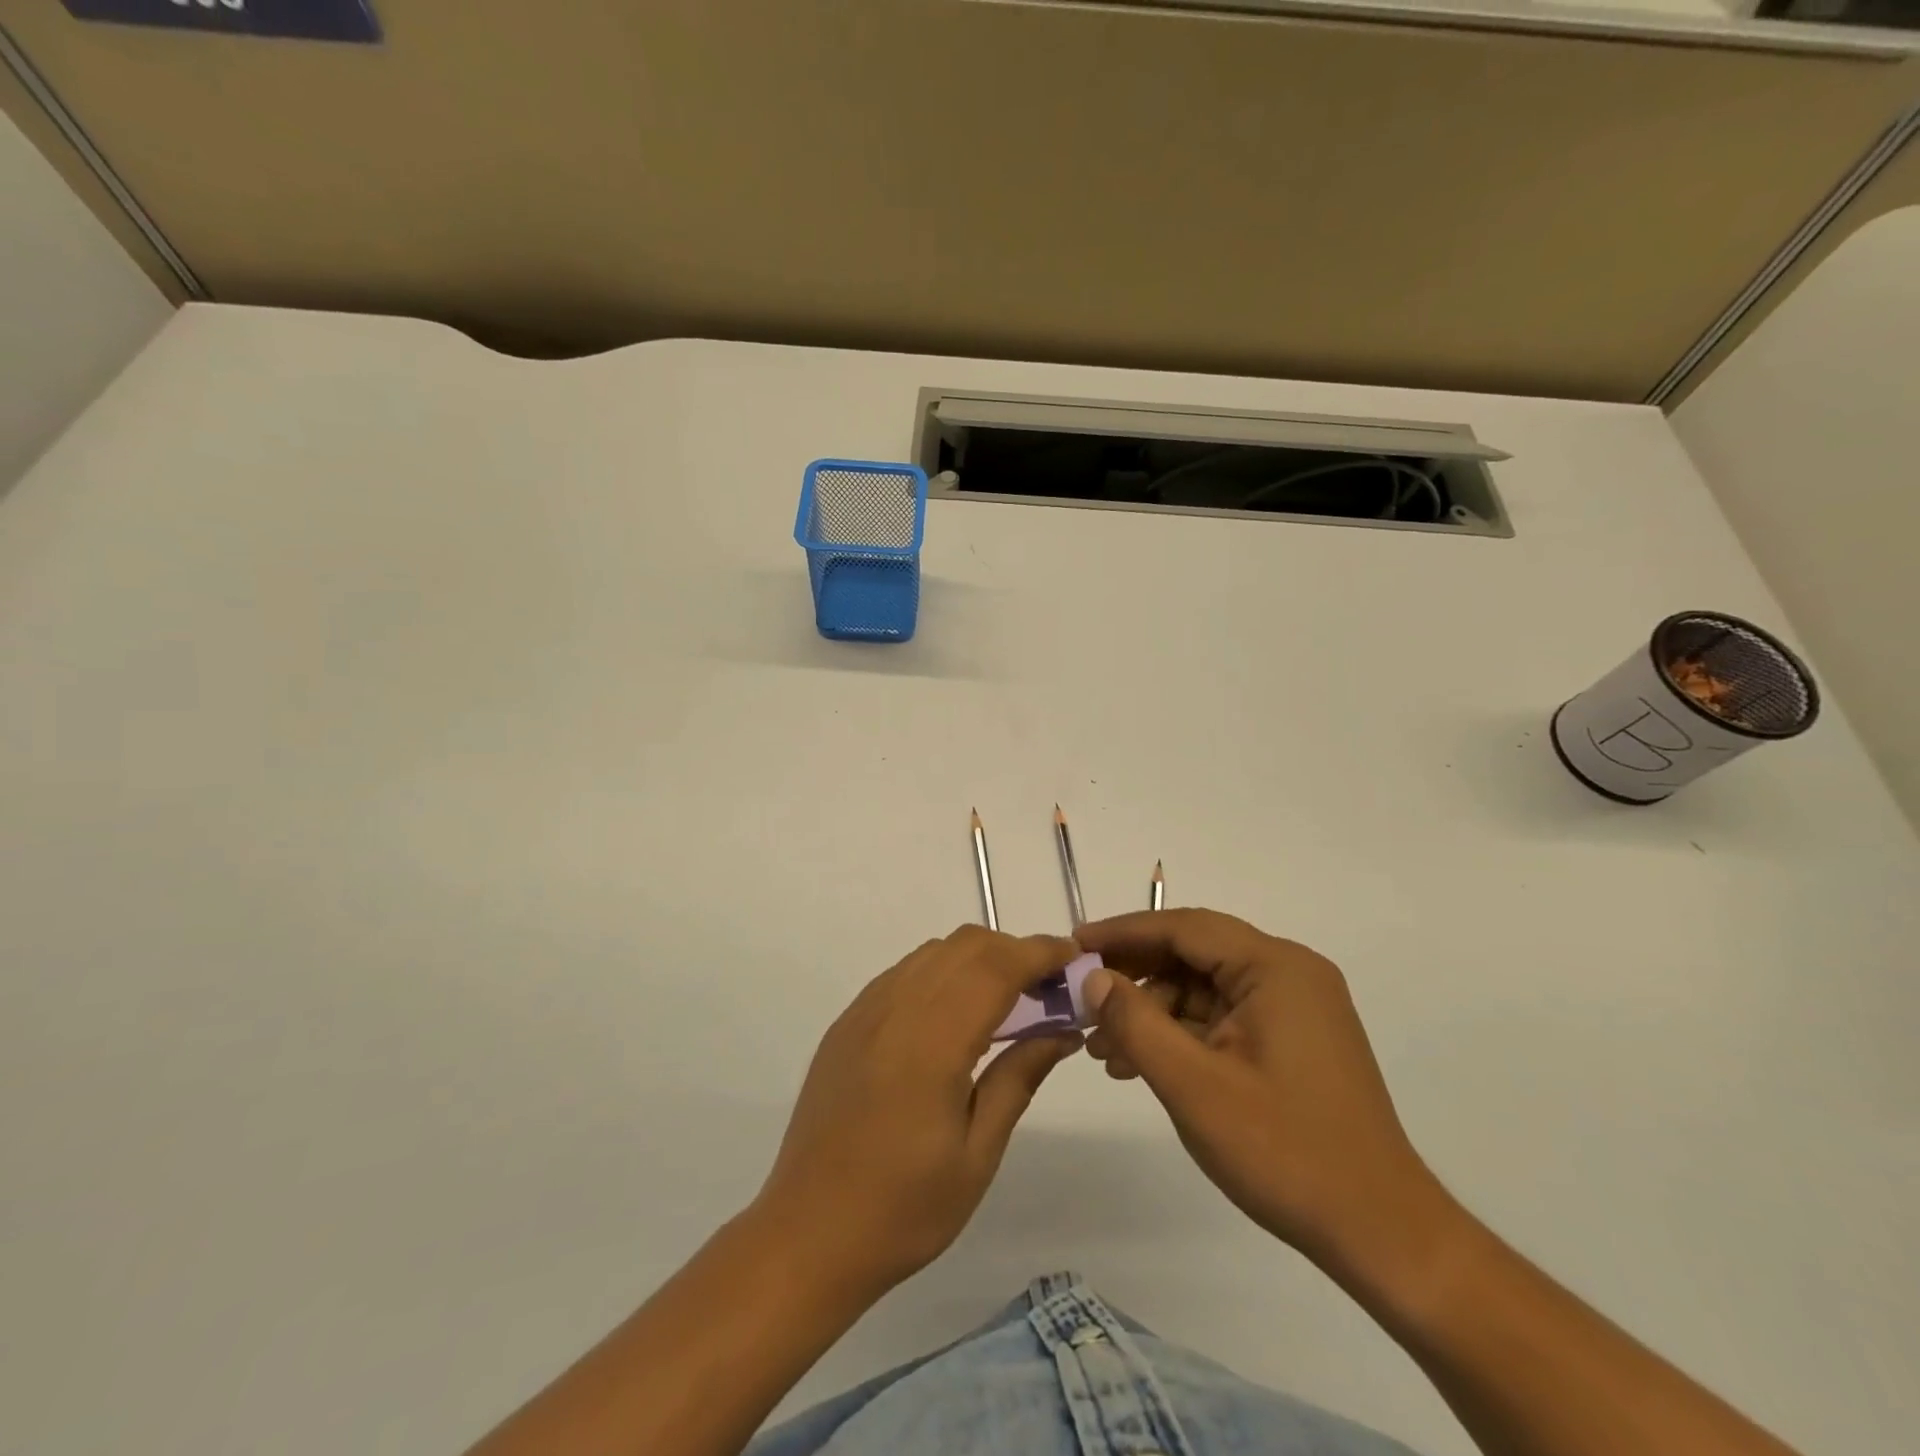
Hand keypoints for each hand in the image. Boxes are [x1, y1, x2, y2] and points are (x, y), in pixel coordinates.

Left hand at [753, 926, 1083, 1297]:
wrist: (807, 1234)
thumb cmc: (904, 1208)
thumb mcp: (977, 1153)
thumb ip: (1020, 1078)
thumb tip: (1062, 1030)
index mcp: (932, 1041)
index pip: (996, 968)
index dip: (1039, 953)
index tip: (1073, 956)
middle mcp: (895, 1008)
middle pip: (964, 947)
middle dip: (1013, 951)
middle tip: (1047, 988)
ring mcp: (864, 1012)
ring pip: (932, 953)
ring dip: (977, 959)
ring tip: (1007, 999)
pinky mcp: (847, 1023)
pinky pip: (903, 974)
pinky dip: (941, 973)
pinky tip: (954, 1016)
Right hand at [1077, 909, 1437, 1271]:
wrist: (1381, 1234)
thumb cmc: (1285, 1152)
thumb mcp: (1194, 1085)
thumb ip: (1135, 1022)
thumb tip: (1092, 977)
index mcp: (1275, 968)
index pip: (1183, 927)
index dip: (1123, 932)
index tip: (1073, 943)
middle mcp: (1289, 973)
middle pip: (1194, 953)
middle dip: (1134, 976)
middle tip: (1082, 1000)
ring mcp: (1295, 1007)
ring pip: (1204, 988)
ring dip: (1153, 1011)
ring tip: (1104, 1049)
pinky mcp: (1293, 1039)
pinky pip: (1223, 1017)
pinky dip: (1181, 1034)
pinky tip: (1143, 1064)